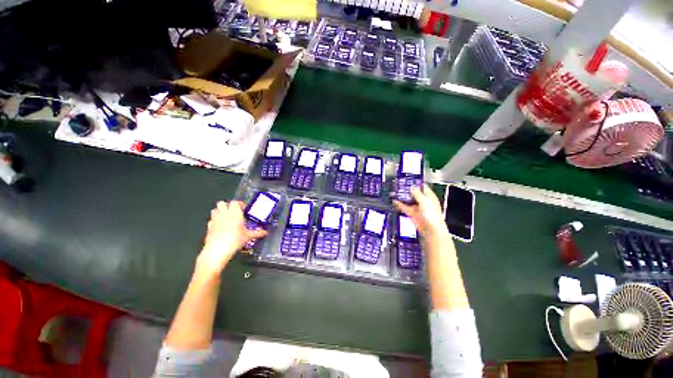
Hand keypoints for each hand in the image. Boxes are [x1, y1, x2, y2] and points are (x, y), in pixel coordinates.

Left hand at [196, 201, 266, 277]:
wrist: (218, 250)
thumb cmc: (235, 240)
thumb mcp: (248, 236)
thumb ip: (257, 233)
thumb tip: (265, 233)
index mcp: (235, 212)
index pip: (235, 202)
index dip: (239, 204)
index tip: (243, 209)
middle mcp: (224, 213)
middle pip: (222, 203)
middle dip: (227, 206)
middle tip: (234, 212)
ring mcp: (215, 219)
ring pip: (215, 209)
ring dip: (220, 212)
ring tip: (226, 218)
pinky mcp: (208, 226)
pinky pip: (211, 220)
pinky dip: (215, 221)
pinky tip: (220, 227)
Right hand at [394, 184, 447, 238]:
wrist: (431, 229)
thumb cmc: (432, 214)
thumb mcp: (424, 201)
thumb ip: (417, 194)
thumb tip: (412, 188)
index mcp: (429, 197)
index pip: (423, 187)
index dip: (416, 183)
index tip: (409, 179)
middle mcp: (424, 201)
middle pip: (415, 194)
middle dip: (408, 190)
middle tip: (400, 185)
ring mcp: (418, 208)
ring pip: (409, 201)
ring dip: (403, 197)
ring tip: (396, 192)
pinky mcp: (412, 214)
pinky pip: (405, 208)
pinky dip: (400, 205)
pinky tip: (395, 201)